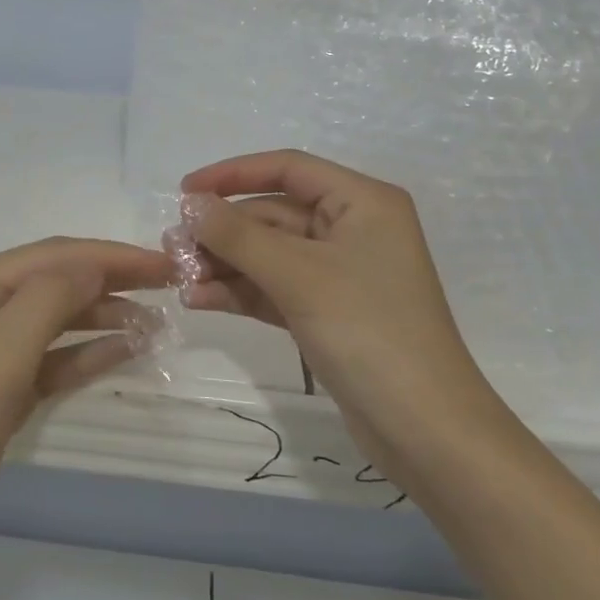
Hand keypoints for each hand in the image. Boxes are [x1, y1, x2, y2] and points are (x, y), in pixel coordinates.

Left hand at [0, 237, 171, 570]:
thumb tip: (95, 265)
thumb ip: (49, 300)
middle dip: (112, 279)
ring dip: (104, 316)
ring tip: (156, 324)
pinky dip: (87, 352)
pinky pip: (52, 357)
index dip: (111, 256)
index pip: (53, 256)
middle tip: (171, 286)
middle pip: (57, 280)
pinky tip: (126, 351)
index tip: (167, 264)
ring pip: (58, 318)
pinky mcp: (1, 386)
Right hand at [176, 150, 506, 479]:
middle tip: (172, 248)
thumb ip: (238, 235)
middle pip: (274, 215)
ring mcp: (340, 274)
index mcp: (362, 202)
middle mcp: (353, 229)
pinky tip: (200, 300)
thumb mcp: (298, 275)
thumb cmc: (368, 332)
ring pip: (270, 254)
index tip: (184, 192)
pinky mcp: (328, 313)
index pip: (287, 169)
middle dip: (223, 231)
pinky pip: (275, 288)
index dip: (232, 174)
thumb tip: (191, 204)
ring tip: (178, 276)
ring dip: (225, 264)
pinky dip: (241, 292)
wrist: (426, 430)